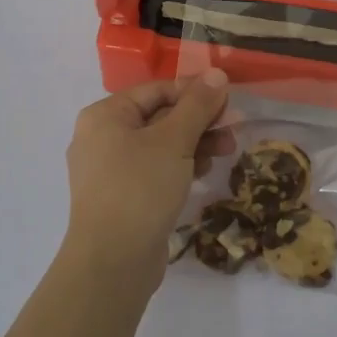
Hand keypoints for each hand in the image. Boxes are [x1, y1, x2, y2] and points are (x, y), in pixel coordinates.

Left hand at [61, 72, 231, 285]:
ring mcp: (110, 170)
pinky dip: (180, 166)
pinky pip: (154, 169)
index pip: (157, 89)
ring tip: (226, 152)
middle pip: (159, 116)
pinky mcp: (122, 196)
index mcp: (105, 115)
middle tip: (234, 129)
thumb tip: (216, 74)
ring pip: (160, 145)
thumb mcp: (174, 141)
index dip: (195, 92)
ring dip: (195, 144)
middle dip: (199, 121)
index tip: (229, 101)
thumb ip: (197, 105)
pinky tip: (203, 172)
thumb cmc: (140, 188)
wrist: (112, 262)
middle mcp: (102, 137)